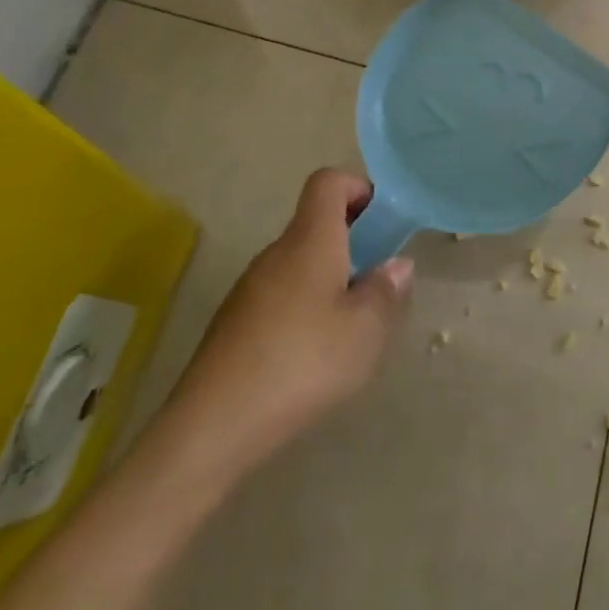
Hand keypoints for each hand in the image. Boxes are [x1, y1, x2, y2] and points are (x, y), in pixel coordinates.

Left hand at [164, 170, 412, 473]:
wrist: (212, 427)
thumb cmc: (302, 363)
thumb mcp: (366, 330)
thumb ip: (386, 290)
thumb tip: (395, 265)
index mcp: (309, 241)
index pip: (328, 182)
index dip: (360, 188)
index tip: (384, 221)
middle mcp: (276, 254)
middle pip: (316, 223)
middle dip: (354, 240)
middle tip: (380, 280)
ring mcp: (249, 288)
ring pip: (300, 262)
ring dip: (332, 276)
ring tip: (353, 324)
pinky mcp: (235, 322)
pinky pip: (281, 293)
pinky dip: (307, 305)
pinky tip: (315, 352)